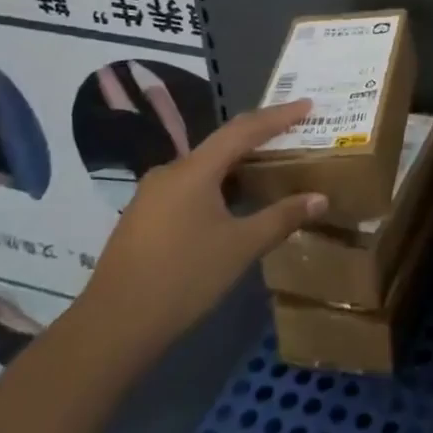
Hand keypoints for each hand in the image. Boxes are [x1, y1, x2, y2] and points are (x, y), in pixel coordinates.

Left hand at [76, 100, 324, 362]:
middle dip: (259, 138)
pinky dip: (218, 186)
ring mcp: (151, 196)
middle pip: (222, 145)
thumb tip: (320, 198)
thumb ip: (282, 217)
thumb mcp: (241, 247)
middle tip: (294, 134)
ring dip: (238, 166)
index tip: (307, 104)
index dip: (278, 116)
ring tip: (269, 169)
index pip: (243, 130)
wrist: (112, 328)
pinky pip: (189, 187)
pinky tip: (233, 204)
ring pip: (204, 168)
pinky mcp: (143, 218)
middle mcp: (170, 172)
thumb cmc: (183, 278)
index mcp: (193, 170)